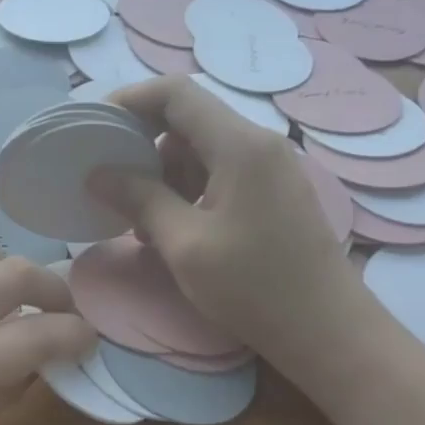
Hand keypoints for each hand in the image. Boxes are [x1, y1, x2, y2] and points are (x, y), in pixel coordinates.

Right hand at [92, 76, 367, 371]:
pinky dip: (187, 190)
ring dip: (163, 173)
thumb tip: (98, 173)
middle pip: (187, 119)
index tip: (95, 127)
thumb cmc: (254, 287)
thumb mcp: (185, 245)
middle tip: (109, 179)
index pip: (176, 93)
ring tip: (138, 218)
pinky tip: (170, 227)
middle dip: (143, 143)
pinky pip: (218, 172)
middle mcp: (257, 143)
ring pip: (200, 148)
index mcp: (239, 145)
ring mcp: (269, 167)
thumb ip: (140, 199)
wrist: (329, 332)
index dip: (130, 100)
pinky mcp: (271, 192)